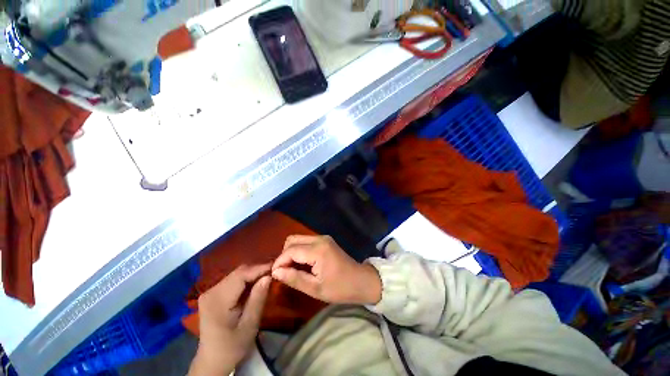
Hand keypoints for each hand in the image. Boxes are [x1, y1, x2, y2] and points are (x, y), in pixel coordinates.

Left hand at [189, 264, 270, 375]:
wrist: (212, 361)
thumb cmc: (232, 346)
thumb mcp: (249, 325)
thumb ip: (258, 299)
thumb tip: (268, 276)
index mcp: (217, 299)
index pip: (241, 275)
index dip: (260, 268)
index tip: (276, 267)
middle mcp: (211, 291)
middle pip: (238, 272)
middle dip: (257, 270)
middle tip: (274, 273)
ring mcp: (210, 292)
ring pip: (236, 274)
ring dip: (253, 274)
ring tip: (267, 278)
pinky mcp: (213, 294)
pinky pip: (233, 280)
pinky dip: (246, 280)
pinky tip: (255, 286)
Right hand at [271, 235, 381, 304]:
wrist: (361, 281)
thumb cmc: (340, 288)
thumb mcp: (315, 288)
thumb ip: (294, 278)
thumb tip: (276, 272)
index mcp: (318, 250)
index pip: (291, 250)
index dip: (279, 262)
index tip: (274, 275)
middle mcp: (320, 239)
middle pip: (292, 240)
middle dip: (284, 255)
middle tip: (283, 272)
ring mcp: (323, 238)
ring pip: (299, 239)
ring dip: (291, 252)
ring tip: (291, 269)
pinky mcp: (325, 241)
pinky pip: (306, 242)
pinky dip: (300, 250)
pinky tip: (301, 264)